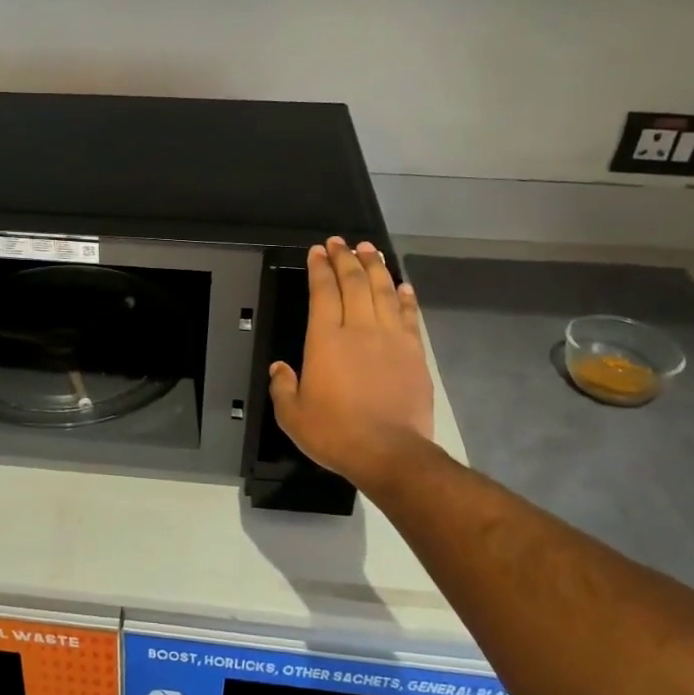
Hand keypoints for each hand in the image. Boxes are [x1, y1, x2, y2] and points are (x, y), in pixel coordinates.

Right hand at [268, 237, 436, 492]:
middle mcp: (359, 329)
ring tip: (370, 250)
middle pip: (354, 283)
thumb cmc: (335, 433)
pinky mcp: (414, 353)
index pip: (323, 292)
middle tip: (340, 242)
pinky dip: (405, 297)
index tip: (318, 251)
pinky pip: (409, 316)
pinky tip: (402, 286)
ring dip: (376, 268)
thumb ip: (282, 387)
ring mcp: (391, 338)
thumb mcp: (292, 415)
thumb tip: (279, 369)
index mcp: (325, 340)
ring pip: (383, 292)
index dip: (320, 268)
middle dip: (346, 258)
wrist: (390, 452)